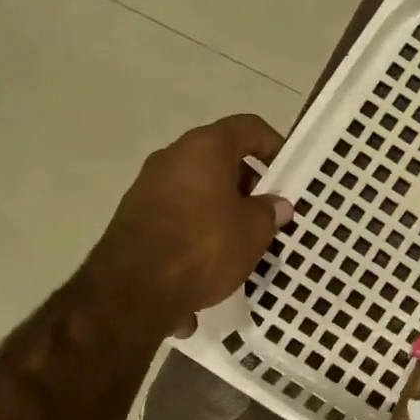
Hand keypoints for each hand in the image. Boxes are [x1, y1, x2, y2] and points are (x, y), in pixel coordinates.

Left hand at [76, 114, 292, 343]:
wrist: (132, 292)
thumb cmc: (204, 247)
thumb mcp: (253, 231)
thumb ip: (268, 212)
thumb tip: (275, 205)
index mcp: (205, 148)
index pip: (248, 128)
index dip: (273, 145)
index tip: (288, 173)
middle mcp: (173, 157)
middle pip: (221, 157)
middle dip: (249, 182)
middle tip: (269, 210)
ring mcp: (148, 187)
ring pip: (199, 187)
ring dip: (224, 206)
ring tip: (244, 238)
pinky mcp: (134, 217)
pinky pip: (179, 212)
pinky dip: (200, 226)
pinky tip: (212, 259)